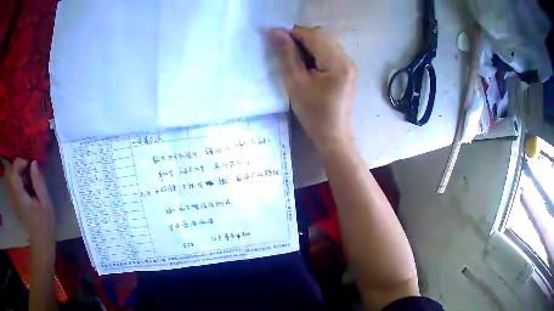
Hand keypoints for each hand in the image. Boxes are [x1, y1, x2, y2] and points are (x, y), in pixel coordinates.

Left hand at [6, 158, 54, 253]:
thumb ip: (38, 182)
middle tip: (30, 170)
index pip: (14, 172)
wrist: (41, 243)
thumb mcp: (45, 203)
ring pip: (13, 176)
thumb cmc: (45, 225)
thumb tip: (33, 162)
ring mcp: (15, 198)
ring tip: (30, 179)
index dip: (20, 162)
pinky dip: (21, 179)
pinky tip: (29, 186)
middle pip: (11, 172)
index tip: (29, 165)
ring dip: (20, 172)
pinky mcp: (16, 200)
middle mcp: (15, 195)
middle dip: (19, 166)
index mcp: (20, 196)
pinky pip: (15, 183)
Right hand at [271, 26, 355, 153]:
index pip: (313, 35)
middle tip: (285, 51)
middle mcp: (347, 59)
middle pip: (322, 36)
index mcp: (337, 62)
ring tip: (294, 58)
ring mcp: (348, 64)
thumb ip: (286, 55)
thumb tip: (275, 31)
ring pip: (325, 42)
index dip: (293, 33)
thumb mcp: (295, 83)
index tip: (276, 40)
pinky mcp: (346, 70)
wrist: (332, 135)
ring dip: (308, 44)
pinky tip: (307, 64)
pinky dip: (315, 52)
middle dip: (301, 38)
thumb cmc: (313, 113)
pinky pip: (329, 51)